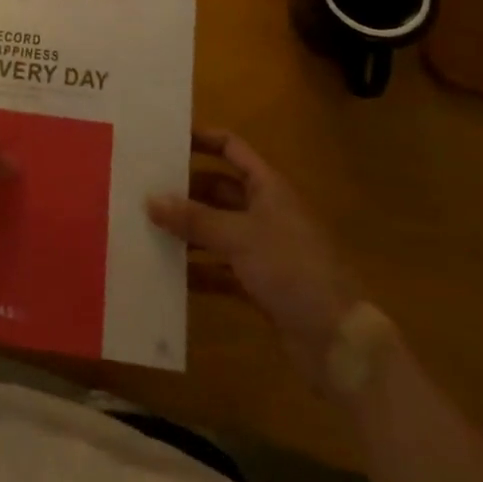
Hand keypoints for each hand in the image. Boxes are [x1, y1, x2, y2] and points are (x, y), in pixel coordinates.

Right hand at [149, 129, 360, 385]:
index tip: (164, 140)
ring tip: (146, 228)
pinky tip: (168, 273)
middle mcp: (265, 212)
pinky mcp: (259, 284)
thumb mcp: (239, 237)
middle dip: (184, 190)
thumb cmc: (292, 270)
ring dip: (187, 231)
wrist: (339, 341)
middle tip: (143, 189)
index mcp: (268, 188)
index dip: (201, 139)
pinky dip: (198, 269)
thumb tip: (150, 199)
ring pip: (216, 229)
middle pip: (218, 189)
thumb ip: (193, 218)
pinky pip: (220, 268)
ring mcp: (263, 249)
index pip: (231, 148)